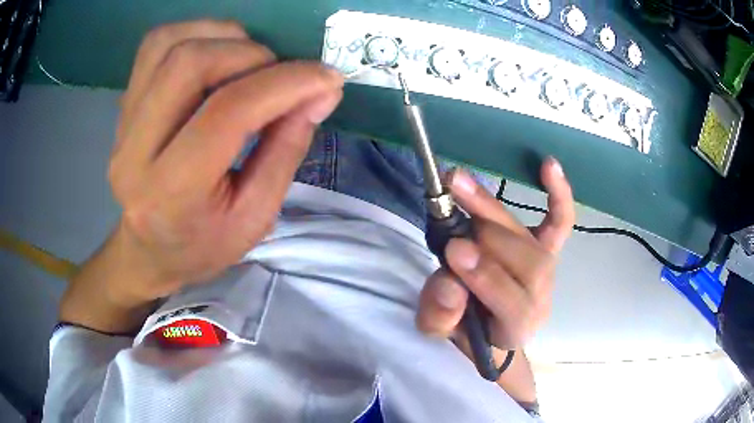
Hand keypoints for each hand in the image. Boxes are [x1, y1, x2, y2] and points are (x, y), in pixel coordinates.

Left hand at [106, 20, 343, 303]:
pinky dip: (195, 34)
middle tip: (279, 74)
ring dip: (222, 38)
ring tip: (248, 61)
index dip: (285, 83)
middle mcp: (135, 152)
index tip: (327, 78)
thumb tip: (322, 92)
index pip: (227, 113)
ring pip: (169, 44)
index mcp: (172, 193)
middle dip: (251, 55)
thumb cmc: (203, 244)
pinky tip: (216, 54)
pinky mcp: (122, 106)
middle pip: (190, 63)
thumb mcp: (256, 217)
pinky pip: (155, 45)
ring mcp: (122, 123)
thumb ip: (287, 149)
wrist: (149, 250)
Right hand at [416, 158, 574, 350]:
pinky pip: (560, 221)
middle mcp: (540, 297)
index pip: (514, 305)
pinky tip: (549, 165)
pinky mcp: (548, 248)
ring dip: (493, 210)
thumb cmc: (465, 330)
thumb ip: (441, 315)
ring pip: (533, 240)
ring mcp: (547, 270)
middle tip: (451, 210)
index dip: (487, 277)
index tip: (454, 252)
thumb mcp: (438, 331)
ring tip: (460, 185)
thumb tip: (450, 283)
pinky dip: (558, 194)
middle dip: (488, 237)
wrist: (489, 326)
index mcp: (515, 328)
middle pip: (528, 264)